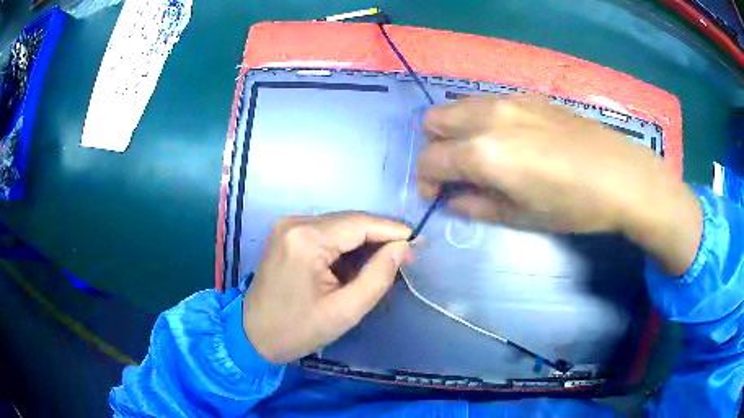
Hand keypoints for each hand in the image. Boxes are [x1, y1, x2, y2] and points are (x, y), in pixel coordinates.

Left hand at [243, 212, 410, 363]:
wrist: (252, 335)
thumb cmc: (298, 329)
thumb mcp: (345, 310)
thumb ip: (379, 276)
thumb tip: (403, 248)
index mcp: (307, 239)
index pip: (360, 223)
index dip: (392, 230)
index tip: (419, 241)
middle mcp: (295, 222)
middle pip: (350, 221)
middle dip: (379, 236)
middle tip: (406, 255)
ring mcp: (288, 226)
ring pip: (339, 225)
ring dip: (363, 242)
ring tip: (385, 262)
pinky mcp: (286, 234)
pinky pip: (325, 232)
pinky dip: (345, 245)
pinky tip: (357, 263)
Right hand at [417, 94, 700, 274]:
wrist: (621, 175)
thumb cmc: (573, 205)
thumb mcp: (522, 216)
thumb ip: (478, 207)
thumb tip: (453, 201)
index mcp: (483, 152)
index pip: (430, 160)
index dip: (426, 181)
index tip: (438, 195)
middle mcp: (487, 116)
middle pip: (434, 120)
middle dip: (435, 148)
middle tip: (457, 172)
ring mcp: (508, 99)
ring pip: (458, 105)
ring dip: (456, 130)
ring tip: (480, 154)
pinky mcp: (528, 95)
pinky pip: (487, 101)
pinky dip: (481, 119)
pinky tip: (508, 138)